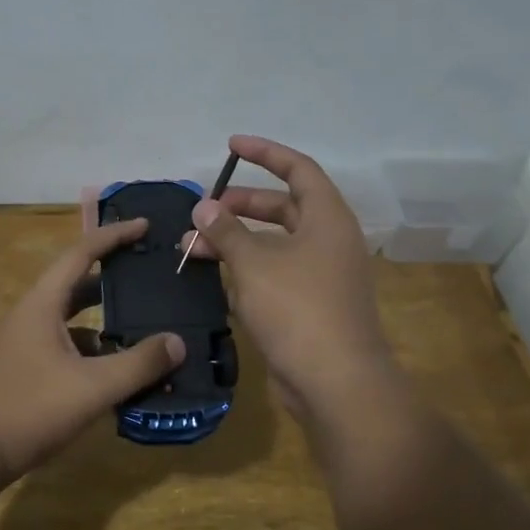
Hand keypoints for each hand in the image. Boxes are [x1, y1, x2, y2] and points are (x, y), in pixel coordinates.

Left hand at [0, 218, 184, 479]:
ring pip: (68, 321)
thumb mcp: (91, 388)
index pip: (81, 253)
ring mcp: (20, 345)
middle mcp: (29, 316)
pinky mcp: (18, 372)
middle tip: (147, 278)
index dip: (114, 236)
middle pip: (75, 285)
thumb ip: (138, 364)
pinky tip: (110, 375)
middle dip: (111, 279)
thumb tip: (178, 342)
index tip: (144, 225)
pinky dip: (88, 352)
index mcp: (42, 304)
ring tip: (139, 329)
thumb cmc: (27, 409)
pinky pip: (61, 349)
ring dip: (101, 321)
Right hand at [183, 135, 397, 423]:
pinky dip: (246, 271)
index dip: (265, 153)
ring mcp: (321, 276)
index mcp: (327, 219)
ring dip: (236, 242)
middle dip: (240, 206)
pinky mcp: (310, 307)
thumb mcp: (255, 263)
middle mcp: (328, 241)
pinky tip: (214, 278)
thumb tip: (203, 207)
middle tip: (204, 211)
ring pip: (273, 245)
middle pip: (282, 208)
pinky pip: (274, 275)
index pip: (298, 169)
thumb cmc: (298, 309)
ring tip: (193, 247)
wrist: (336, 383)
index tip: (231, 146)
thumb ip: (226, 231)